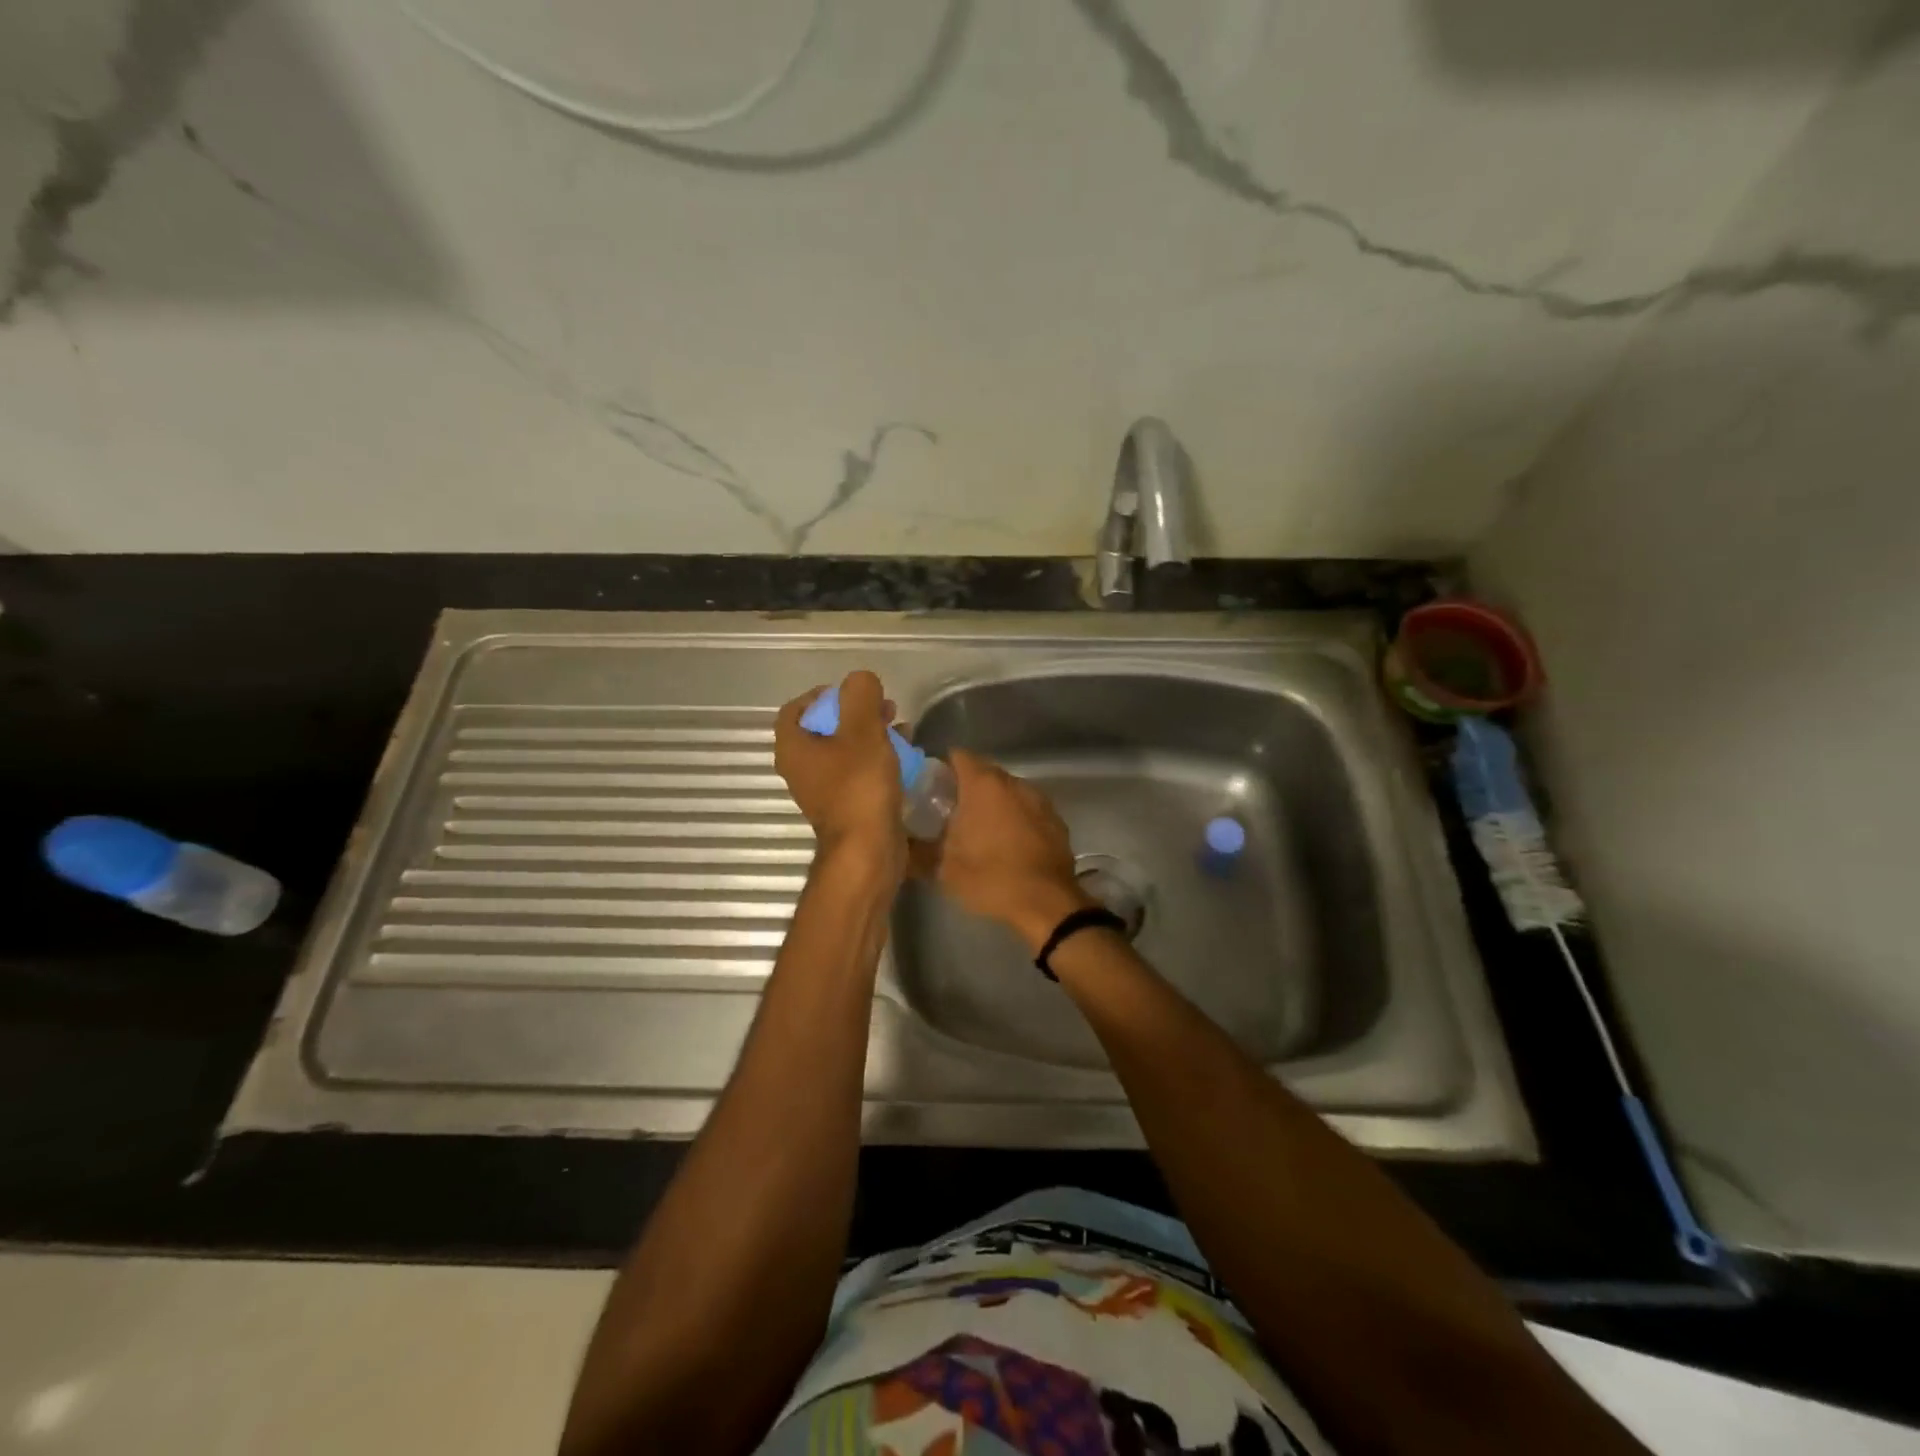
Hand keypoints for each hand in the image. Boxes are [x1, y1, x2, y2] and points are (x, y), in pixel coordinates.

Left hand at [775, 671, 905, 874]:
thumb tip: (860, 680)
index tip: (854, 693)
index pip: (796, 708)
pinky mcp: (846, 806)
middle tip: (884, 707)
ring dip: (870, 735)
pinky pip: (858, 773)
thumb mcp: (862, 729)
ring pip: (845, 751)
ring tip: (900, 728)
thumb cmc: (859, 786)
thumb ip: (860, 695)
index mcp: (793, 747)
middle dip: (855, 713)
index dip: (823, 694)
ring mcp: (823, 790)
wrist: (868, 849)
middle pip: (824, 728)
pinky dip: (876, 760)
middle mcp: (801, 769)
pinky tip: (903, 757)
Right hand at [918, 749, 1093, 951]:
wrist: (1046, 902)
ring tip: (979, 828)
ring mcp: (1038, 800)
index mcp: (983, 785)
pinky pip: (1028, 809)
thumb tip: (898, 845)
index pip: (959, 756)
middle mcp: (1013, 783)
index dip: (943, 767)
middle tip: (949, 810)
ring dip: (994, 803)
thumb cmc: (990, 877)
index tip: (931, 785)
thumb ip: (917, 850)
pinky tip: (1009, 842)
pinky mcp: (1056, 820)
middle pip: (985, 772)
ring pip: (1008, 791)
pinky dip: (1016, 818)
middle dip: (967, 786)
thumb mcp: (943, 868)